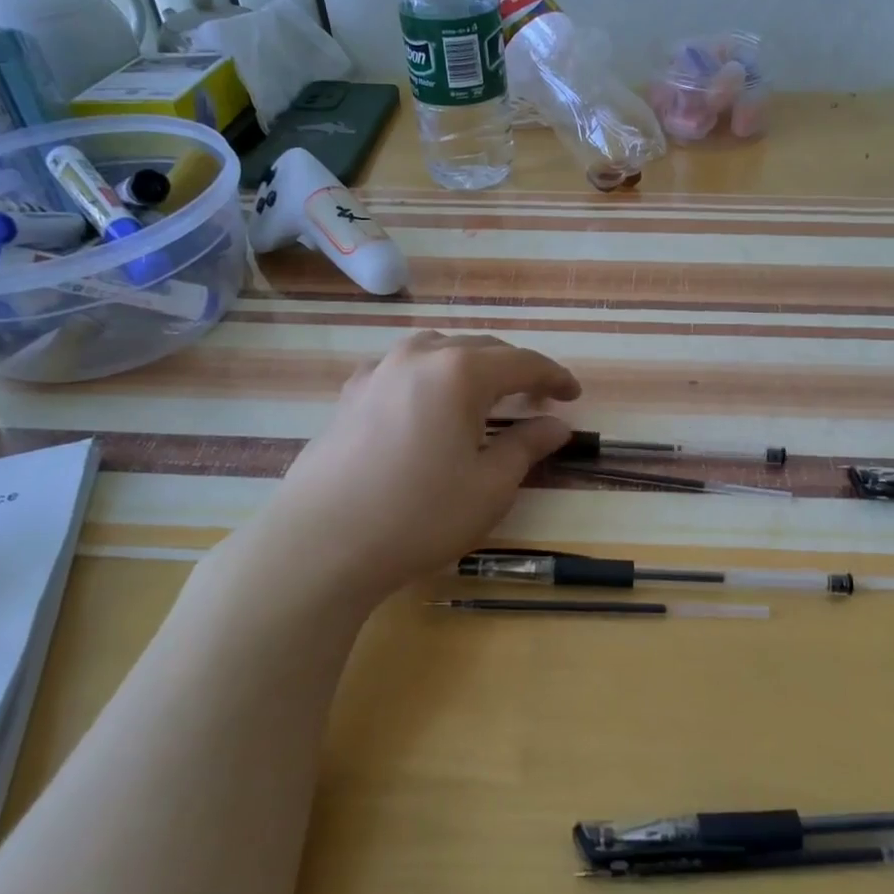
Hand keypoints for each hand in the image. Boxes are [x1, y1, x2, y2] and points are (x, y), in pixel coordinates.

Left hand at [253, 332, 579, 604]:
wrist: (320, 544)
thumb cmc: (418, 516)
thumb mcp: (489, 487)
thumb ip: (528, 447)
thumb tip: (557, 425)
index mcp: (460, 372)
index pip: (522, 363)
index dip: (554, 376)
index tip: (573, 395)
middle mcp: (419, 357)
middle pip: (481, 349)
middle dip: (514, 369)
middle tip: (537, 398)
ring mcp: (379, 371)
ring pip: (438, 350)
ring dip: (470, 366)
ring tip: (484, 394)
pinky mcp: (350, 393)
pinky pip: (402, 368)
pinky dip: (429, 376)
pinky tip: (426, 402)